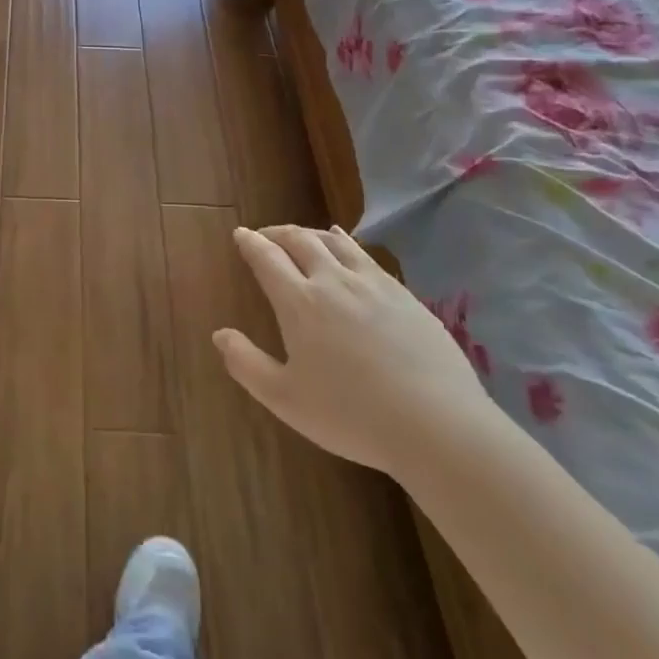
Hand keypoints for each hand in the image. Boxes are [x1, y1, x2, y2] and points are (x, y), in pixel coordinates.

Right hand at [215, 225, 493, 480]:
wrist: (438, 425)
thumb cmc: (352, 415)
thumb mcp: (286, 400)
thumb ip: (247, 364)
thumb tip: (220, 333)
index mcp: (299, 302)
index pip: (266, 258)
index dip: (250, 243)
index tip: (240, 234)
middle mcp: (332, 281)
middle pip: (299, 240)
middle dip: (277, 233)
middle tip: (265, 235)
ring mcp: (372, 284)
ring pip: (334, 242)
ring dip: (310, 233)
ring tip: (301, 235)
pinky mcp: (404, 294)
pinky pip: (365, 255)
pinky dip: (345, 243)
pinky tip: (346, 246)